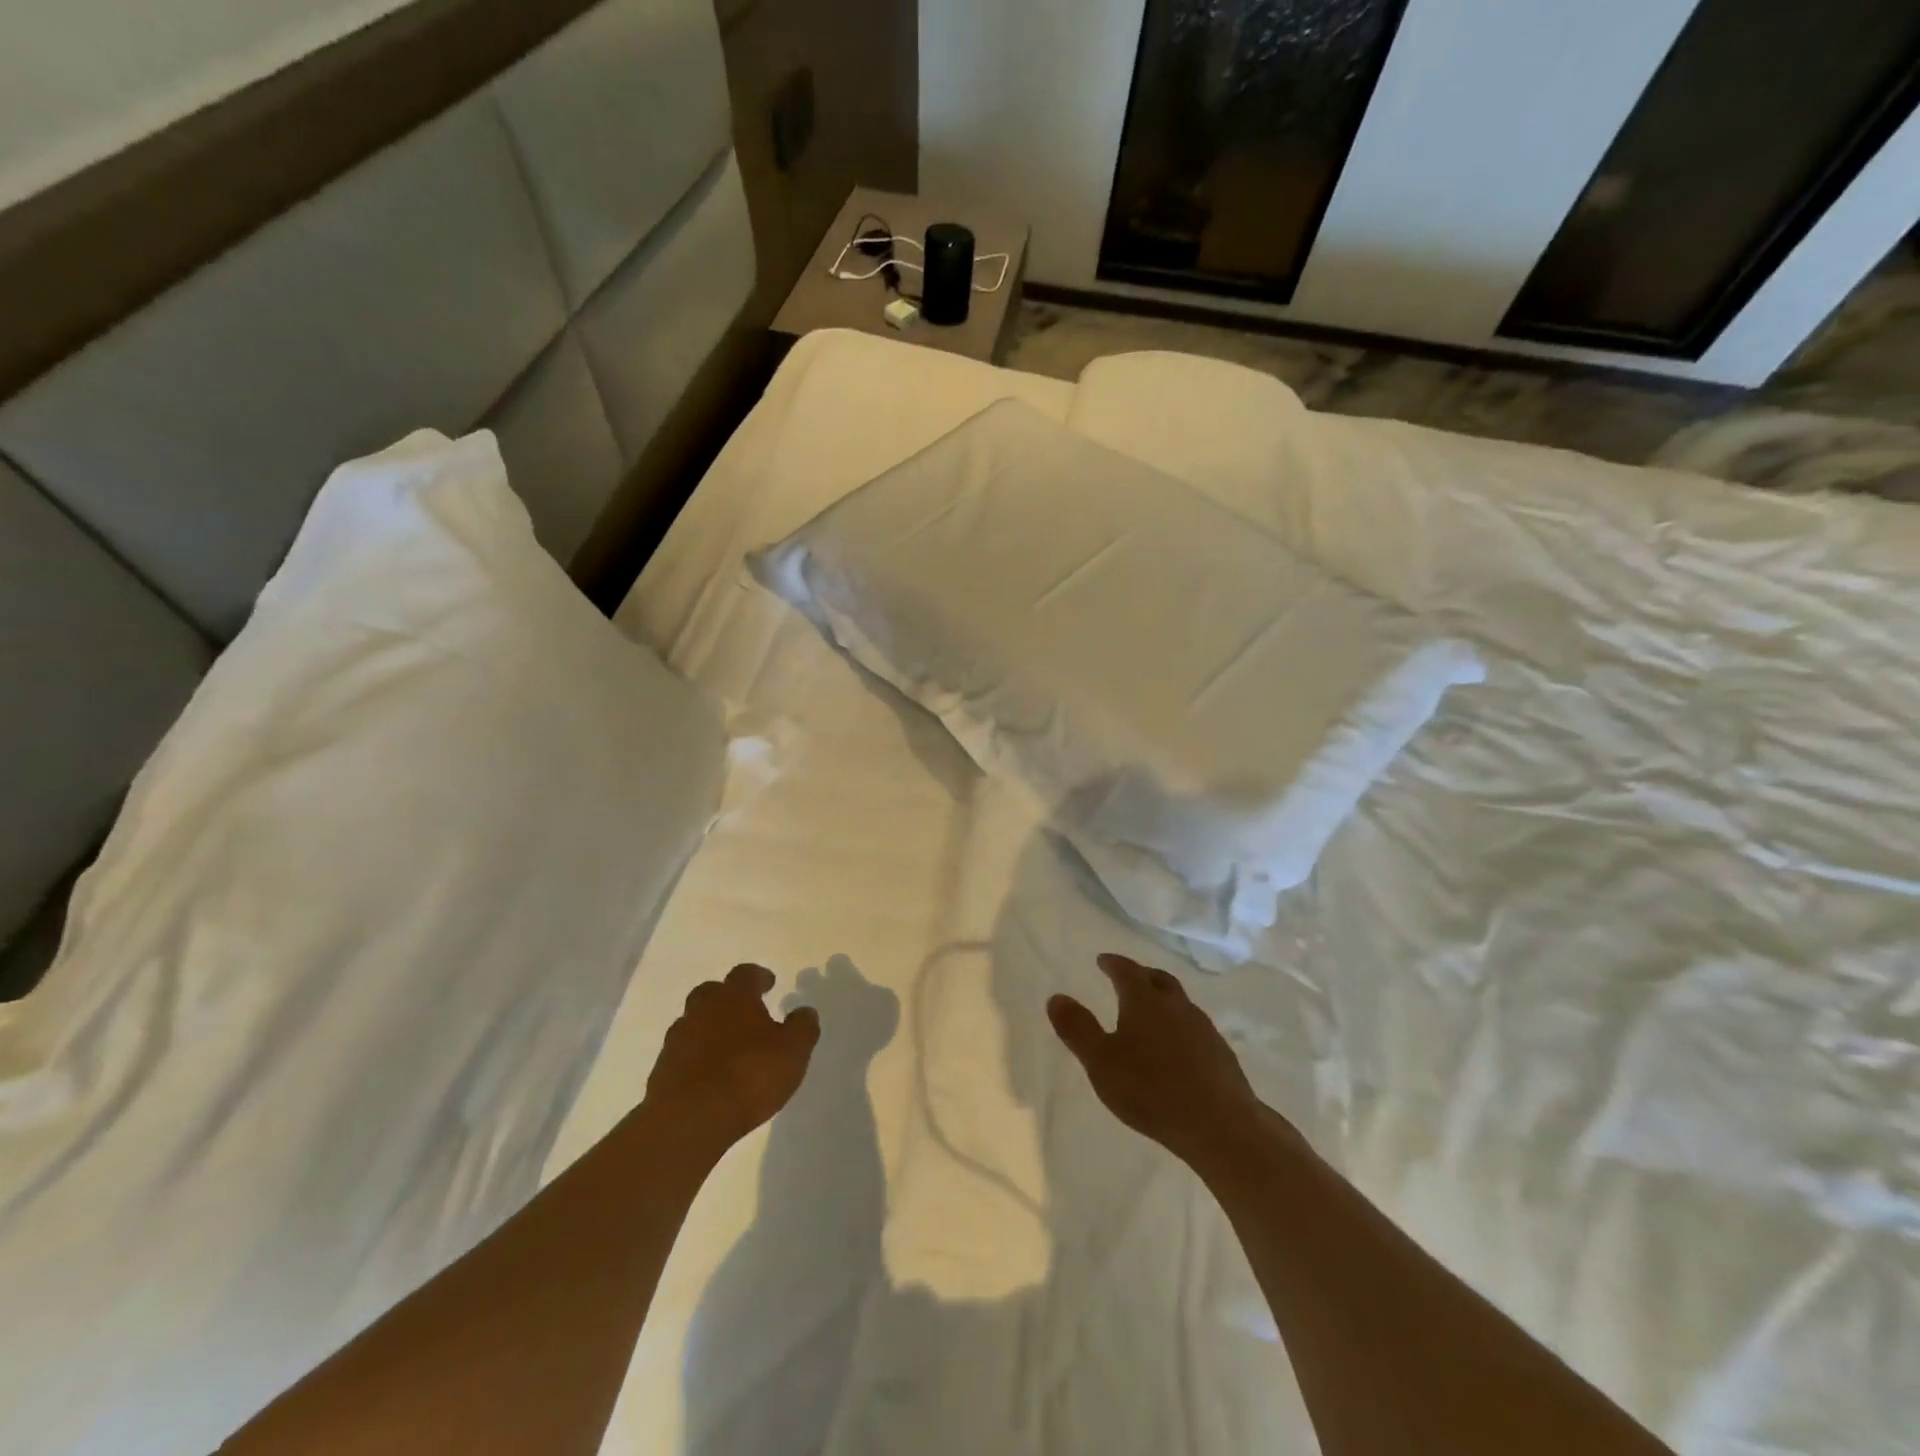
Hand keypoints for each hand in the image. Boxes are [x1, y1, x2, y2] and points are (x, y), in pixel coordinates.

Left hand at [645, 964, 820, 1154]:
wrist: (689, 1119)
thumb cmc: (749, 1074)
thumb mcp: (793, 1051)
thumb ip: (802, 1027)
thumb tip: (804, 1012)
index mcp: (734, 997)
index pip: (745, 974)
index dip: (759, 976)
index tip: (769, 983)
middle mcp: (702, 1010)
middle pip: (711, 992)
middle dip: (727, 998)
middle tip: (744, 1012)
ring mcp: (677, 1040)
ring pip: (694, 1023)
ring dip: (710, 1029)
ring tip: (728, 1049)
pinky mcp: (662, 1072)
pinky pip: (683, 1055)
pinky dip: (696, 1058)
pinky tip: (710, 1076)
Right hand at [1048, 953, 1270, 1168]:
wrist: (1220, 1125)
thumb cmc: (1151, 1090)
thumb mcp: (1101, 1062)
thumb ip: (1077, 1029)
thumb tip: (1056, 997)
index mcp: (1145, 1002)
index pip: (1127, 971)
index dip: (1113, 963)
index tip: (1103, 960)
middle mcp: (1177, 1006)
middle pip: (1159, 980)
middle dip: (1142, 975)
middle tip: (1129, 978)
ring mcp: (1203, 1029)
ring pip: (1180, 1003)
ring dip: (1164, 1001)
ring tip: (1151, 1014)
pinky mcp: (1221, 1054)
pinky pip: (1195, 1028)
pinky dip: (1180, 1027)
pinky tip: (1176, 1048)